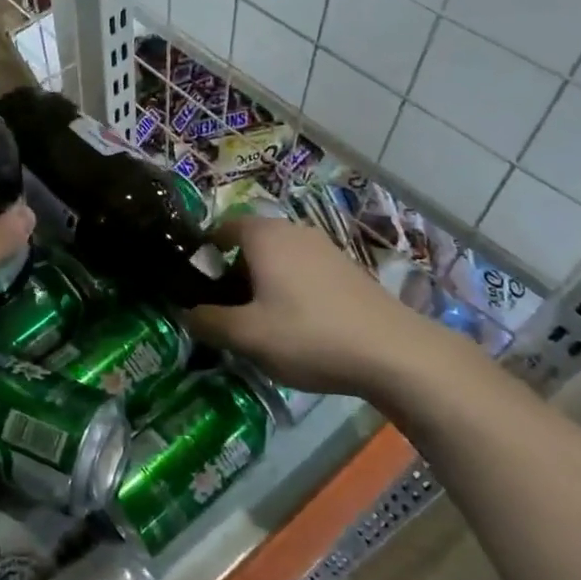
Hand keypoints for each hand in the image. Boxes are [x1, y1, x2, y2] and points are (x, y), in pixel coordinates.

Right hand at [184, 216, 474, 403]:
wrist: (394, 352)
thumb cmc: (308, 335)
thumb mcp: (246, 336)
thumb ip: (208, 321)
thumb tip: (186, 312)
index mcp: (265, 236)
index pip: (222, 226)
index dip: (204, 252)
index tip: (196, 283)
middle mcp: (294, 231)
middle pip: (251, 243)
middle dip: (233, 271)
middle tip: (224, 308)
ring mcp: (325, 248)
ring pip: (279, 258)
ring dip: (263, 282)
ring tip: (258, 321)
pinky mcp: (347, 270)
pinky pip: (304, 270)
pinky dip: (290, 289)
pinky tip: (296, 325)